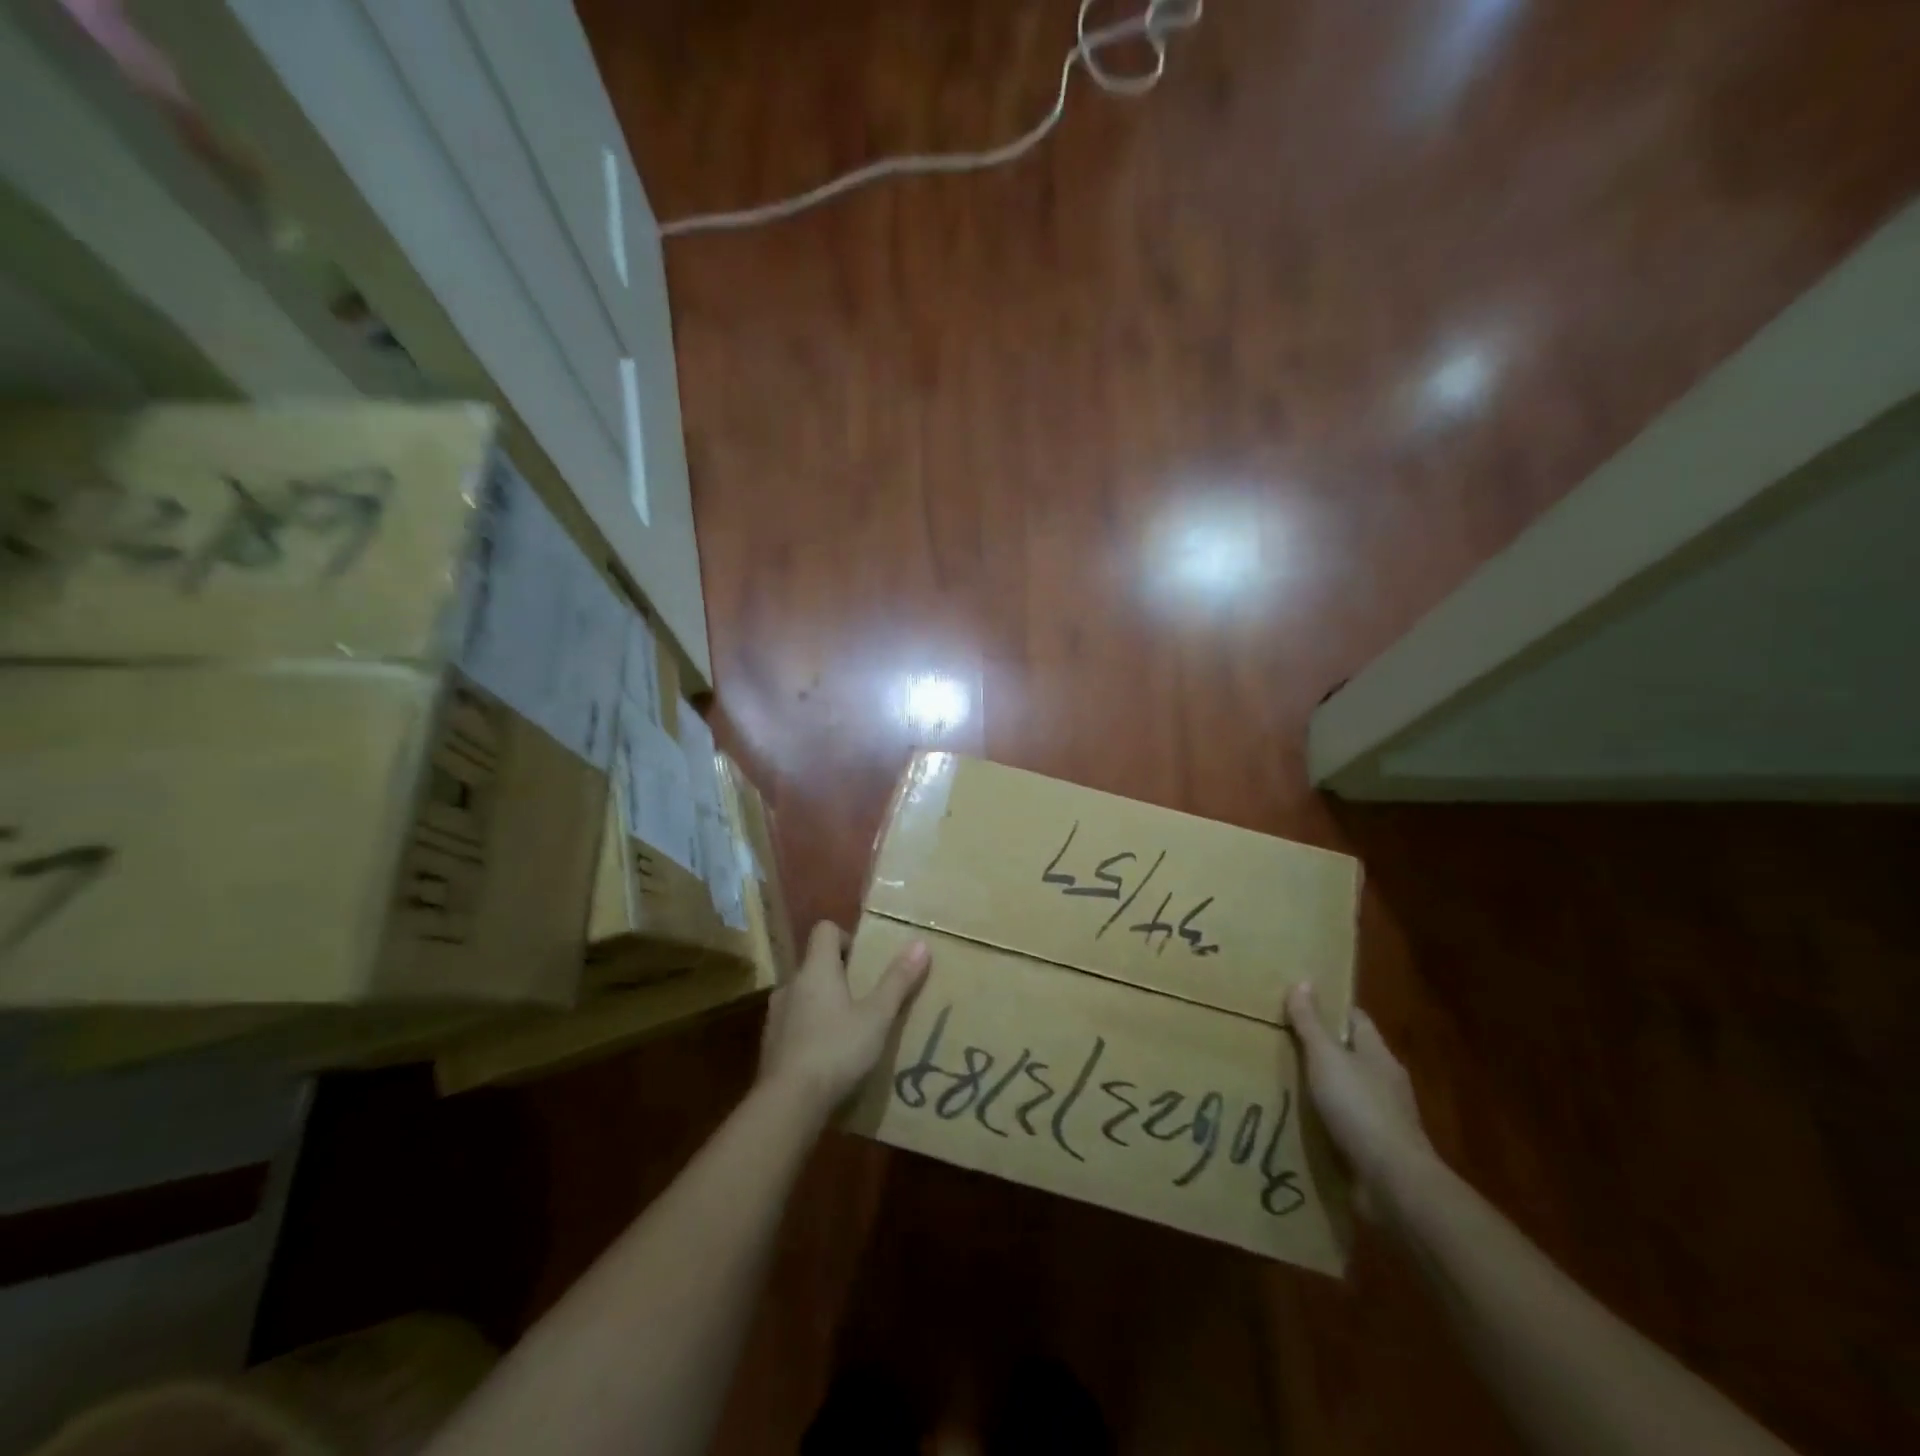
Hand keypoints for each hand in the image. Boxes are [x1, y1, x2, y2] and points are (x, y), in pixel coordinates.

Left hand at [758, 921, 929, 1118]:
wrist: (788, 1103)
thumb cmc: (836, 1050)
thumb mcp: (877, 1017)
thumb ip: (898, 981)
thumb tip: (920, 943)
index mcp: (816, 969)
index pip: (824, 930)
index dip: (846, 938)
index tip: (865, 961)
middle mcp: (791, 983)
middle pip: (815, 963)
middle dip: (839, 974)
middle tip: (865, 997)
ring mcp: (776, 1014)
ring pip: (804, 994)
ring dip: (823, 1002)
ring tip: (848, 1028)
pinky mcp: (770, 1043)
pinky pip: (794, 1022)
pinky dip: (810, 1028)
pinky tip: (828, 1055)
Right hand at [1287, 984, 1435, 1210]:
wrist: (1393, 1182)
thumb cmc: (1359, 1108)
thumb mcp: (1326, 1058)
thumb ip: (1311, 1024)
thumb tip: (1302, 982)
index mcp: (1378, 1055)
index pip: (1356, 1020)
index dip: (1332, 1009)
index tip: (1302, 1004)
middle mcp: (1386, 1082)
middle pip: (1354, 1055)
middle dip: (1325, 1049)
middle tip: (1285, 1042)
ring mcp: (1385, 1118)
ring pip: (1351, 1091)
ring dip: (1327, 1087)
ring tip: (1290, 1082)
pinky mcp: (1377, 1149)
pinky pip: (1349, 1124)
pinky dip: (1330, 1120)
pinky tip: (1306, 1122)